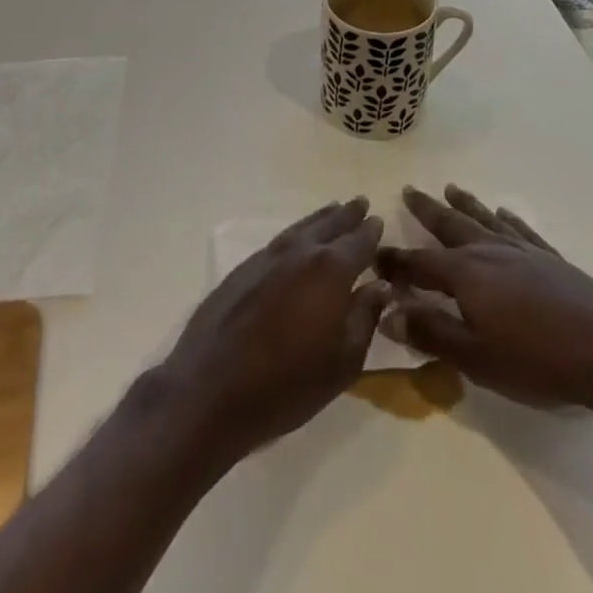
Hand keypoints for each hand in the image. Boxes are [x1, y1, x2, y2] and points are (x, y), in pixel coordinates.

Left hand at [153, 198, 388, 466]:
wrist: (212, 389)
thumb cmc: (288, 384)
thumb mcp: (343, 362)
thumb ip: (364, 317)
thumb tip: (380, 285)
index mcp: (331, 270)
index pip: (359, 242)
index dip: (371, 233)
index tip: (379, 222)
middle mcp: (301, 252)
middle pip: (330, 225)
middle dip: (347, 215)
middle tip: (361, 203)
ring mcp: (268, 256)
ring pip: (302, 228)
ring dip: (321, 218)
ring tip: (334, 209)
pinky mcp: (244, 267)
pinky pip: (280, 240)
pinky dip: (296, 233)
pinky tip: (298, 239)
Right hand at [376, 185, 592, 425]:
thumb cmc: (537, 360)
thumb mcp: (475, 357)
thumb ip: (431, 332)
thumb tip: (387, 310)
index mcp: (466, 274)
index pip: (419, 264)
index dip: (395, 261)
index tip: (373, 252)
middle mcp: (489, 251)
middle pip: (450, 226)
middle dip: (426, 211)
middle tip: (408, 189)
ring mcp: (523, 251)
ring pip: (484, 219)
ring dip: (464, 204)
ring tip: (449, 188)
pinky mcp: (551, 259)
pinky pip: (521, 230)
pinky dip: (508, 219)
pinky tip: (504, 212)